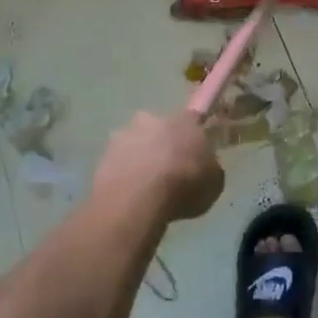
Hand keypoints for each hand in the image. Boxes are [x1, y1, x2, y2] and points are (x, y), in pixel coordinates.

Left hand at [93, 110, 224, 222]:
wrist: (138, 198)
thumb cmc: (184, 184)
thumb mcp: (214, 182)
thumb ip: (209, 169)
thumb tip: (204, 169)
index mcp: (184, 120)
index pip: (192, 119)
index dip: (193, 136)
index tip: (194, 153)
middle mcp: (153, 119)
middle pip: (160, 129)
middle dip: (163, 145)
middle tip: (169, 172)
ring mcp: (125, 135)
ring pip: (136, 144)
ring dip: (140, 160)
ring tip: (146, 190)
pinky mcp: (103, 156)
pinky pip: (118, 164)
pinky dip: (123, 177)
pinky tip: (129, 198)